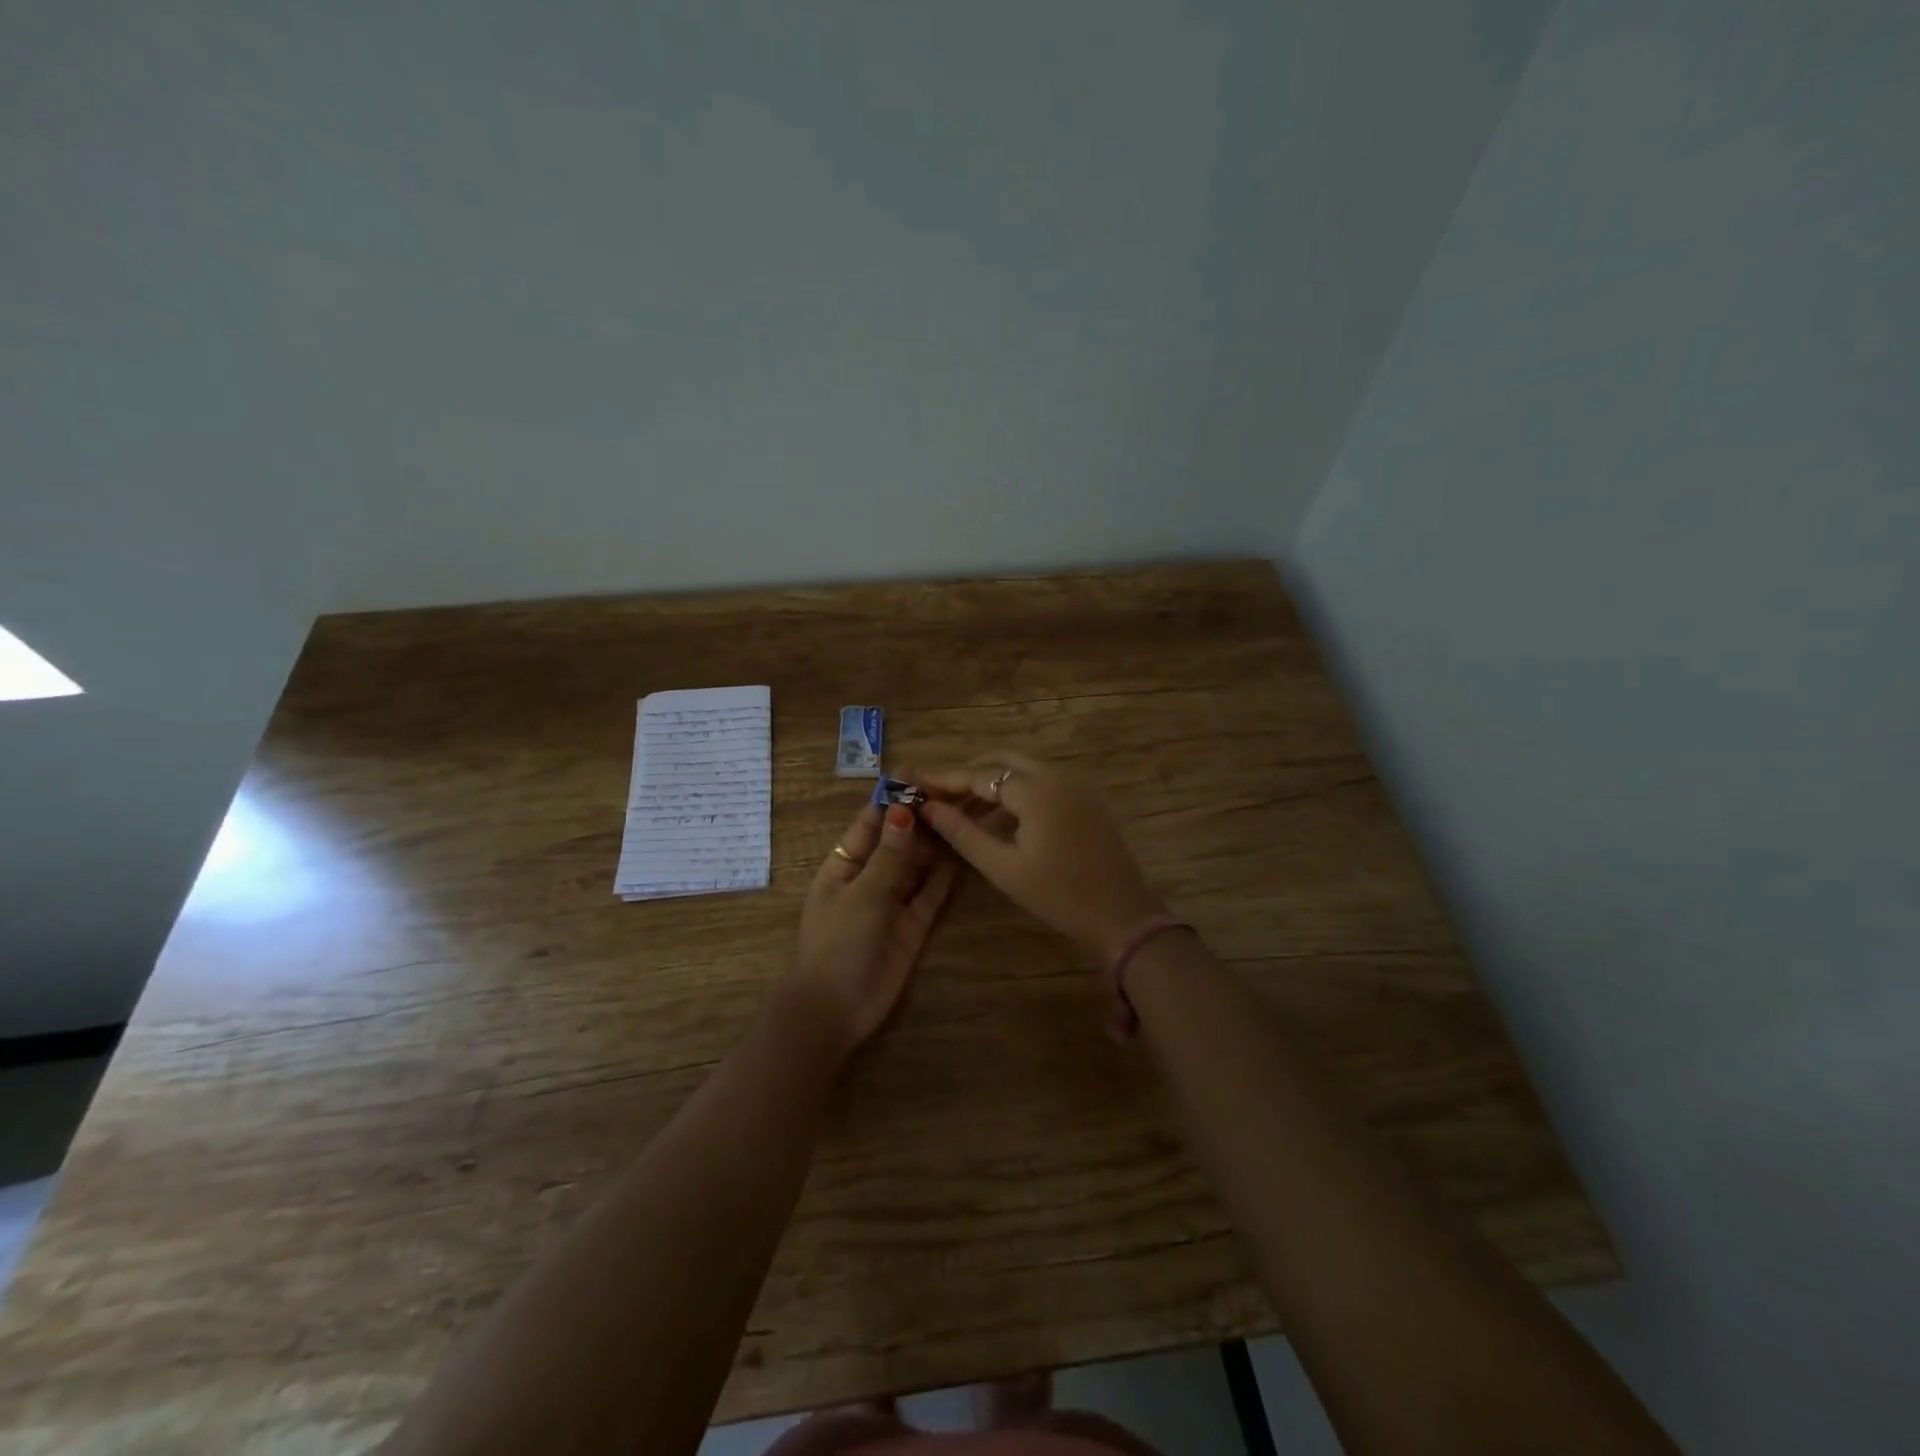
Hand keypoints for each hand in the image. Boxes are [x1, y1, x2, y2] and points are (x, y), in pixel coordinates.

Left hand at [793, 802, 958, 1051]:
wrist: (837, 1009)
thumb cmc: (839, 942)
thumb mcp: (864, 892)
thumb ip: (890, 854)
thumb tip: (903, 810)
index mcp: (845, 864)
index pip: (870, 823)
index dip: (893, 800)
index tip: (921, 776)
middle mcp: (870, 877)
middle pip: (898, 841)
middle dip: (922, 820)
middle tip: (956, 794)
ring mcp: (892, 901)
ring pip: (918, 865)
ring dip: (937, 844)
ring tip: (966, 815)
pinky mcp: (913, 924)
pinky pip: (931, 893)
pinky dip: (945, 875)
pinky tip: (964, 853)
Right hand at [911, 751, 1162, 962]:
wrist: (1122, 914)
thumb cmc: (1058, 895)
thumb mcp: (1003, 867)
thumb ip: (963, 832)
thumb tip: (928, 808)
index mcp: (1035, 789)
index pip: (979, 774)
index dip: (945, 778)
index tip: (915, 783)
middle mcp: (1056, 775)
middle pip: (1001, 761)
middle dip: (968, 774)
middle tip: (938, 795)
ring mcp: (1074, 784)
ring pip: (1022, 769)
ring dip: (991, 782)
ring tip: (959, 808)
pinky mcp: (1085, 798)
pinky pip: (1041, 782)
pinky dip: (1014, 791)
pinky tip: (995, 816)